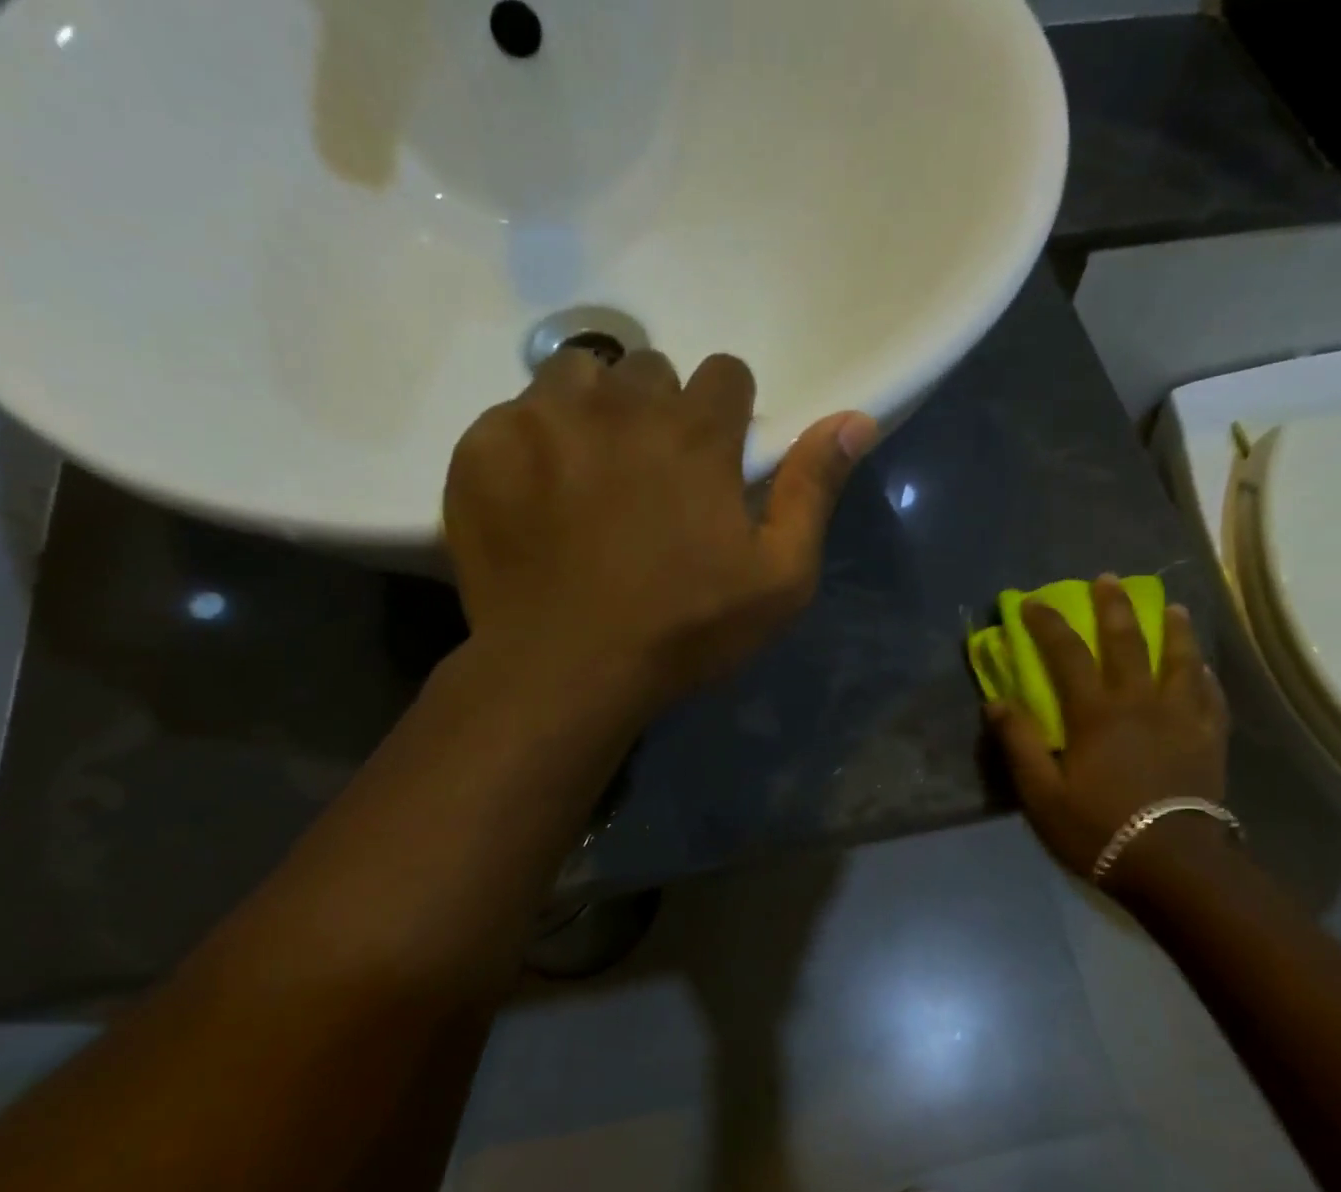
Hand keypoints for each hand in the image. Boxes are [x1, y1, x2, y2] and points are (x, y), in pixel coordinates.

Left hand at [443, 348, 878, 715]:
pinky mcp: (484, 447)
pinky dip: (529, 444)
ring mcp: (543, 420)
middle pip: (649, 370)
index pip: (725, 373)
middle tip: (649, 478)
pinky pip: (512, 414)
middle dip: (657, 413)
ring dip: (592, 412)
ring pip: (577, 376)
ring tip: (588, 474)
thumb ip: (813, 492)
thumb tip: (857, 418)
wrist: (565, 671)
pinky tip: (536, 499)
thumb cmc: (683, 633)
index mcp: (696, 433)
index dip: (726, 415)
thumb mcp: (779, 581)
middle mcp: (620, 405)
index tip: (716, 460)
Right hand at [988, 575, 1229, 894]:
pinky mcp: (1210, 739)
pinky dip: (1205, 675)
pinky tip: (1203, 667)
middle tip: (1108, 579)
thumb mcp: (1041, 794)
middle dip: (1113, 607)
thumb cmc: (1098, 830)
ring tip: (1171, 607)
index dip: (1047, 624)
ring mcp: (1182, 718)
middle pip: (1127, 642)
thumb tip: (996, 701)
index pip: (1067, 654)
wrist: (1173, 864)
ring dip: (1173, 629)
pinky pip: (1211, 696)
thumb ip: (1020, 744)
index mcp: (1095, 714)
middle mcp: (1140, 703)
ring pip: (1180, 660)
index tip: (1032, 602)